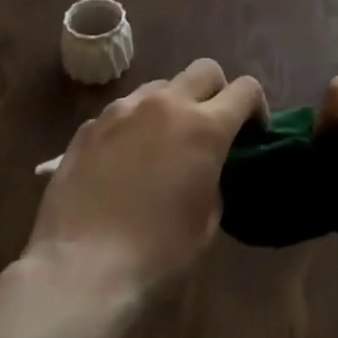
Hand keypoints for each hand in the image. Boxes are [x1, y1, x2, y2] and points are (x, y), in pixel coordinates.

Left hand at [23, 59, 264, 300]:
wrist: (81, 268)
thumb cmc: (156, 253)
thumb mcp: (207, 221)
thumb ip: (215, 179)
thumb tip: (206, 167)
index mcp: (205, 127)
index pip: (246, 89)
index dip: (256, 107)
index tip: (252, 133)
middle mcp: (166, 104)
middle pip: (205, 69)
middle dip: (217, 91)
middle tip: (211, 127)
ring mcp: (123, 110)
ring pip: (161, 85)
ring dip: (173, 104)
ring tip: (164, 141)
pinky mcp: (89, 125)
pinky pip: (124, 110)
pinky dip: (135, 124)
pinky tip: (125, 160)